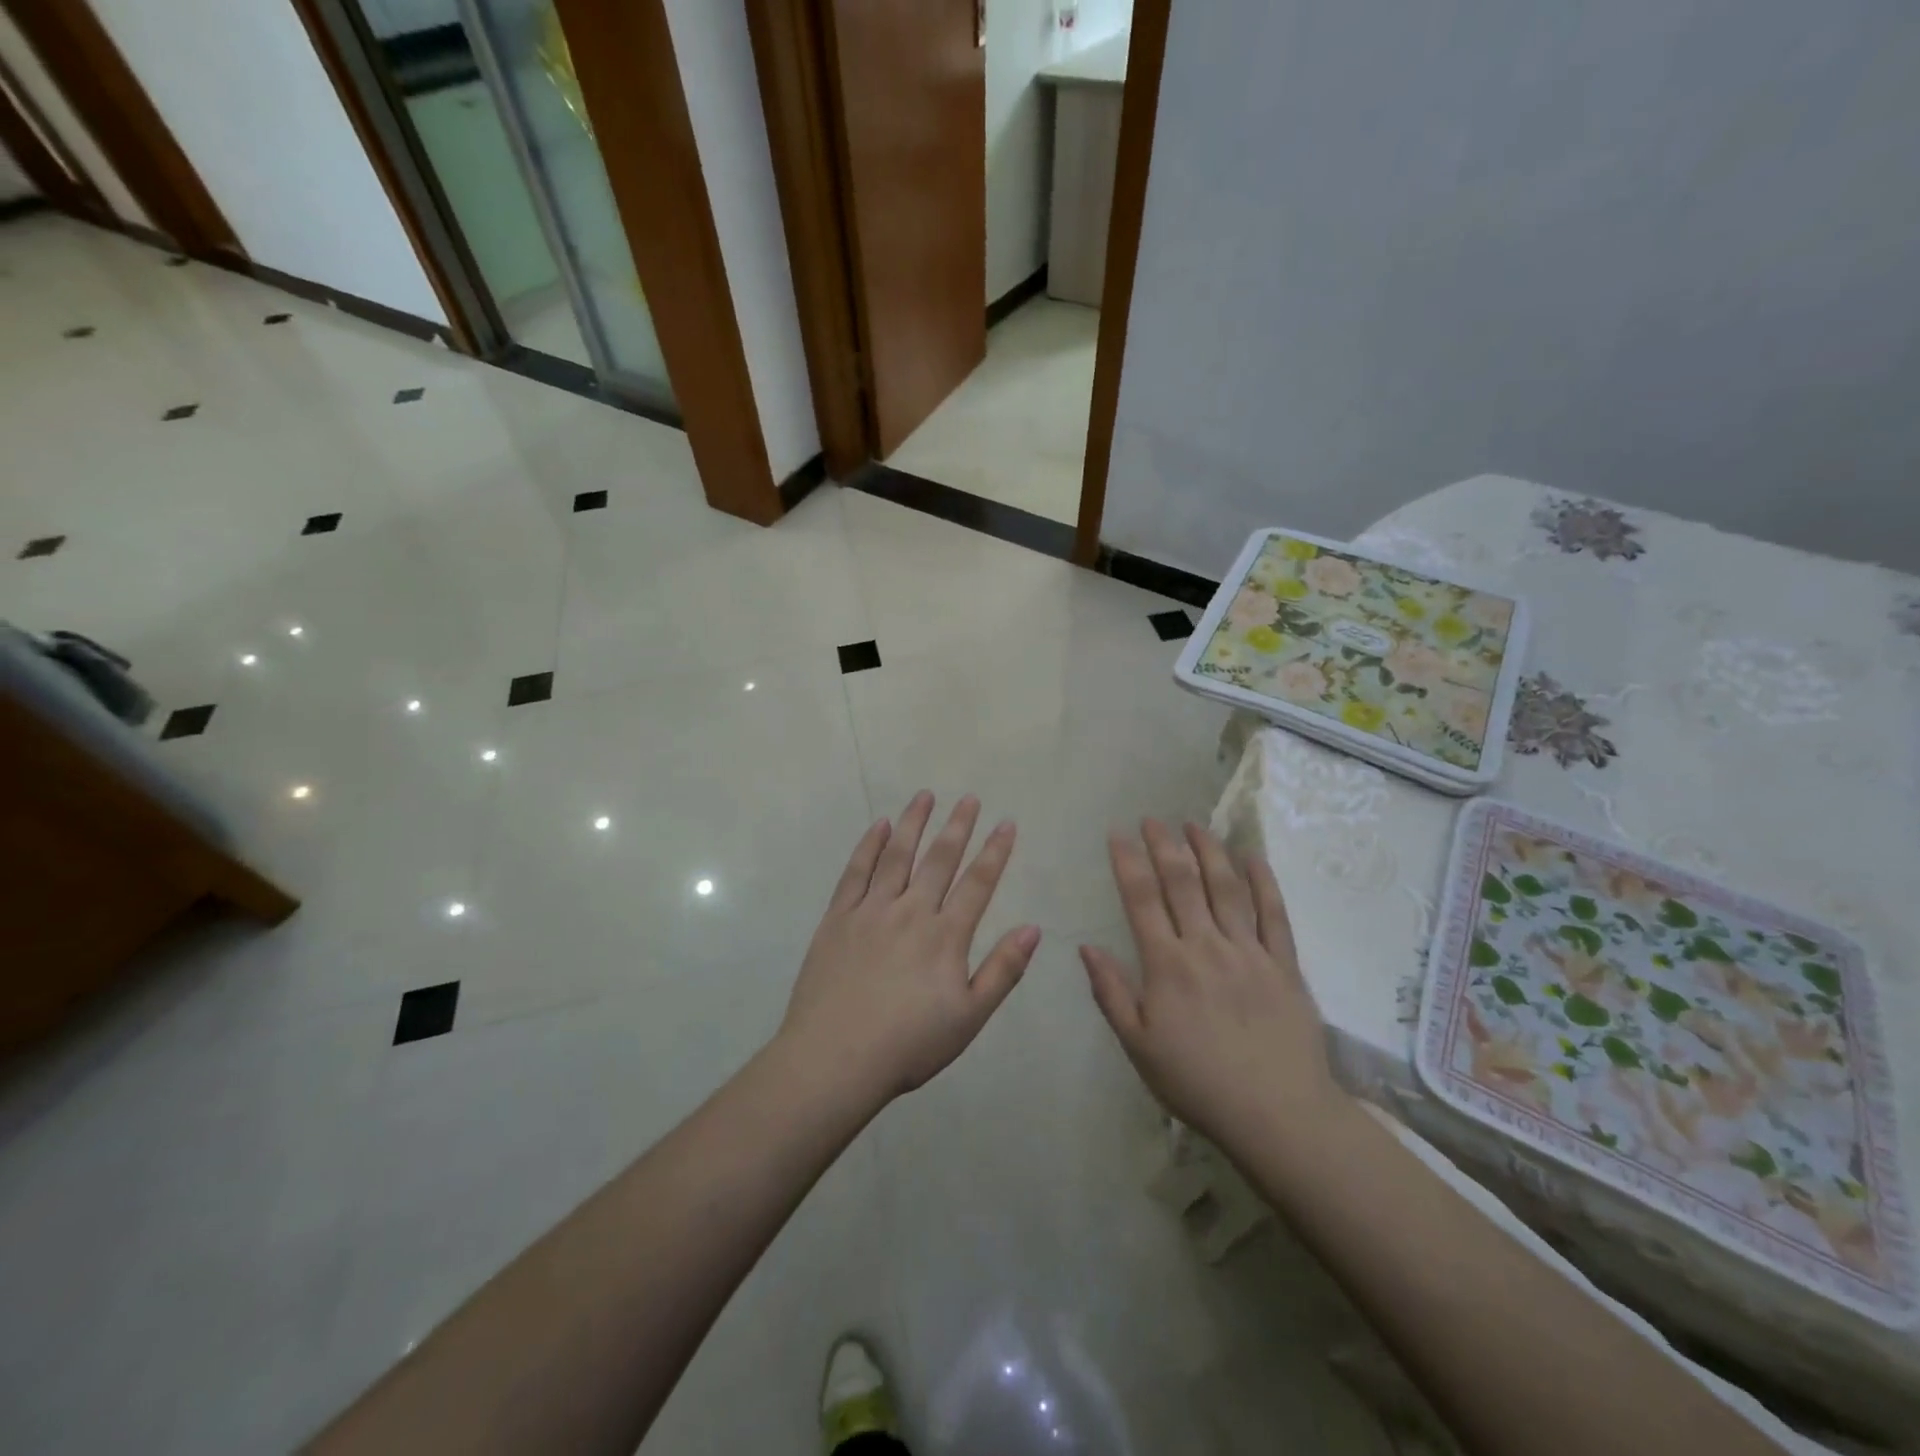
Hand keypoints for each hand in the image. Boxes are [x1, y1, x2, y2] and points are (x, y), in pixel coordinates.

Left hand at [779, 791, 1040, 1106]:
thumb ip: (1003, 970)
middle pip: (939, 860)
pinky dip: (868, 846)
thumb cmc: (909, 1045)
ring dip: (913, 823)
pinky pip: (855, 872)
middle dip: (957, 826)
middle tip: (969, 798)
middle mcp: (911, 911)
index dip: (995, 851)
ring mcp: (870, 911)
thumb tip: (1033, 928)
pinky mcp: (838, 918)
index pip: (977, 883)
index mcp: (945, 936)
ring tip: (925, 795)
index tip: (1006, 822)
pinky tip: (878, 826)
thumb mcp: (969, 1017)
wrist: (834, 1060)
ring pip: (897, 856)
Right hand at [1082, 821, 1346, 1152]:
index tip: (1117, 833)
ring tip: (1194, 825)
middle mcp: (1206, 946)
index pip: (1141, 899)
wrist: (1276, 1114)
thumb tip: (1086, 947)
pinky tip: (1252, 857)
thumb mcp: (1138, 1046)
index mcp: (1166, 965)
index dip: (1128, 861)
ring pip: (1227, 888)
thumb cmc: (1197, 1082)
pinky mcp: (1284, 964)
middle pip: (1182, 882)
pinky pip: (1274, 914)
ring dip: (1209, 851)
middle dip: (1164, 845)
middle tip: (1152, 818)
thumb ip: (1111, 992)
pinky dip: (1263, 881)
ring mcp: (1249, 951)